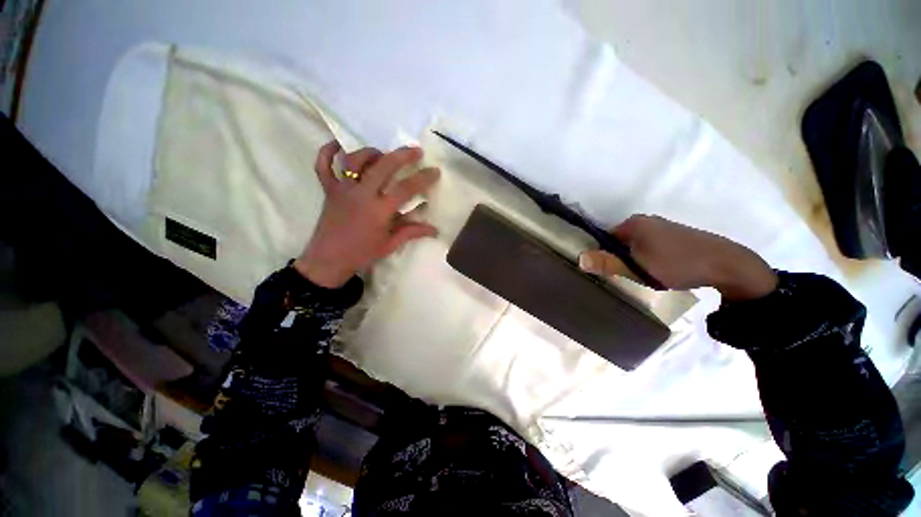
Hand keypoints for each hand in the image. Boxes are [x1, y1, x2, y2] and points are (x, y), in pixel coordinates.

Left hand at [293, 141, 440, 287]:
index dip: (423, 178)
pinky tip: (336, 145)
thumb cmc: (362, 253)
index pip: (406, 188)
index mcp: (379, 210)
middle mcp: (361, 194)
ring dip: (370, 152)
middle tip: (415, 150)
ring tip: (382, 154)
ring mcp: (343, 190)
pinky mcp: (328, 190)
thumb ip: (412, 232)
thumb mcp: (390, 244)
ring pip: (354, 160)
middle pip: (383, 166)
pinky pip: (323, 166)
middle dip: (402, 155)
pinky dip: (327, 152)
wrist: (329, 260)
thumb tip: (435, 229)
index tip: (435, 170)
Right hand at [579, 215, 777, 300]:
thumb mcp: (638, 268)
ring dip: (636, 258)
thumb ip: (607, 264)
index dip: (604, 255)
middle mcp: (645, 220)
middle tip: (631, 275)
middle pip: (620, 241)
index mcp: (633, 224)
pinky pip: (650, 245)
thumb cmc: (677, 264)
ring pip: (636, 244)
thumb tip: (579, 259)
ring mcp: (661, 226)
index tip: (612, 270)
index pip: (604, 238)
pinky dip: (649, 256)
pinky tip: (661, 269)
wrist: (727, 264)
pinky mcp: (675, 234)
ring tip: (647, 274)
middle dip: (621, 258)